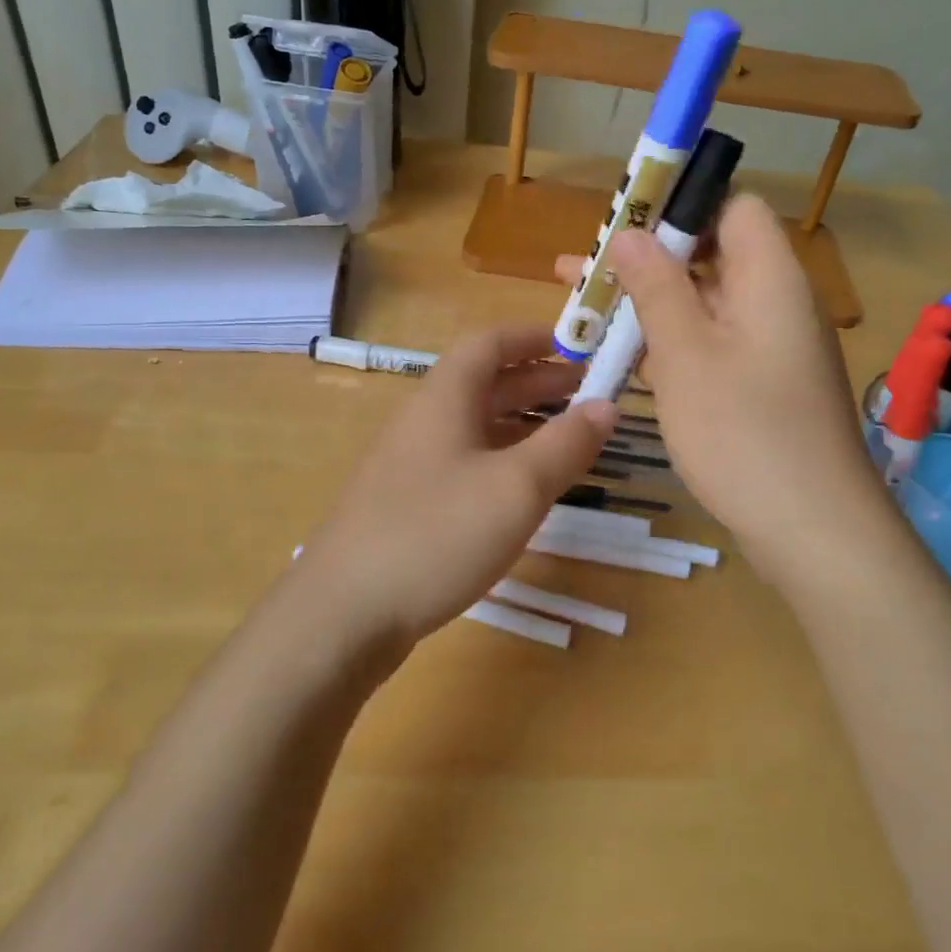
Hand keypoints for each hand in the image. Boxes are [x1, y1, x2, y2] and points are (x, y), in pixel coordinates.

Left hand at [292, 327, 617, 642]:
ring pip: (474, 425)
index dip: (533, 337)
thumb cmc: (436, 535)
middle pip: (484, 383)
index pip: (489, 343)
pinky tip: (522, 487)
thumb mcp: (516, 488)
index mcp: (444, 398)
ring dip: (522, 422)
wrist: (343, 614)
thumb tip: (607, 405)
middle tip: (588, 394)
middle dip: (537, 382)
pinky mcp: (405, 502)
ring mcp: (410, 463)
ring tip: (567, 438)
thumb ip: (566, 443)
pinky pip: (463, 460)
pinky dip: (501, 458)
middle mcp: (423, 420)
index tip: (577, 345)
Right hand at [554, 195, 877, 559]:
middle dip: (646, 261)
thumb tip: (630, 232)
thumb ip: (656, 286)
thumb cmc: (743, 430)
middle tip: (583, 272)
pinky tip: (624, 364)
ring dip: (650, 308)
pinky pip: (712, 347)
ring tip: (586, 316)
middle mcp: (777, 303)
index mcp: (770, 277)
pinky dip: (671, 347)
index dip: (681, 206)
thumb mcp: (685, 353)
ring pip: (705, 307)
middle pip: (710, 257)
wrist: (813, 530)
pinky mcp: (763, 388)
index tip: (624, 223)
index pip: (733, 207)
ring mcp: (772, 349)